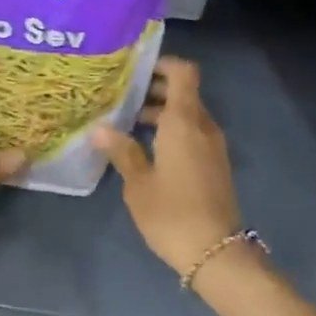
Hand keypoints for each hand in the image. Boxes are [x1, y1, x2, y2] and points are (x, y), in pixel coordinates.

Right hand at [92, 57, 240, 277]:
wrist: (215, 252)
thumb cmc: (171, 213)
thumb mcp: (138, 184)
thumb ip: (122, 151)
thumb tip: (100, 129)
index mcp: (185, 122)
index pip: (184, 73)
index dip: (163, 64)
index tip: (136, 69)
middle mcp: (204, 127)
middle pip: (184, 93)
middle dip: (155, 90)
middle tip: (121, 96)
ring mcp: (213, 147)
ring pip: (189, 116)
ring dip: (163, 114)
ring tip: (127, 124)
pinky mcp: (215, 165)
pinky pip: (194, 135)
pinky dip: (173, 132)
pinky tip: (147, 149)